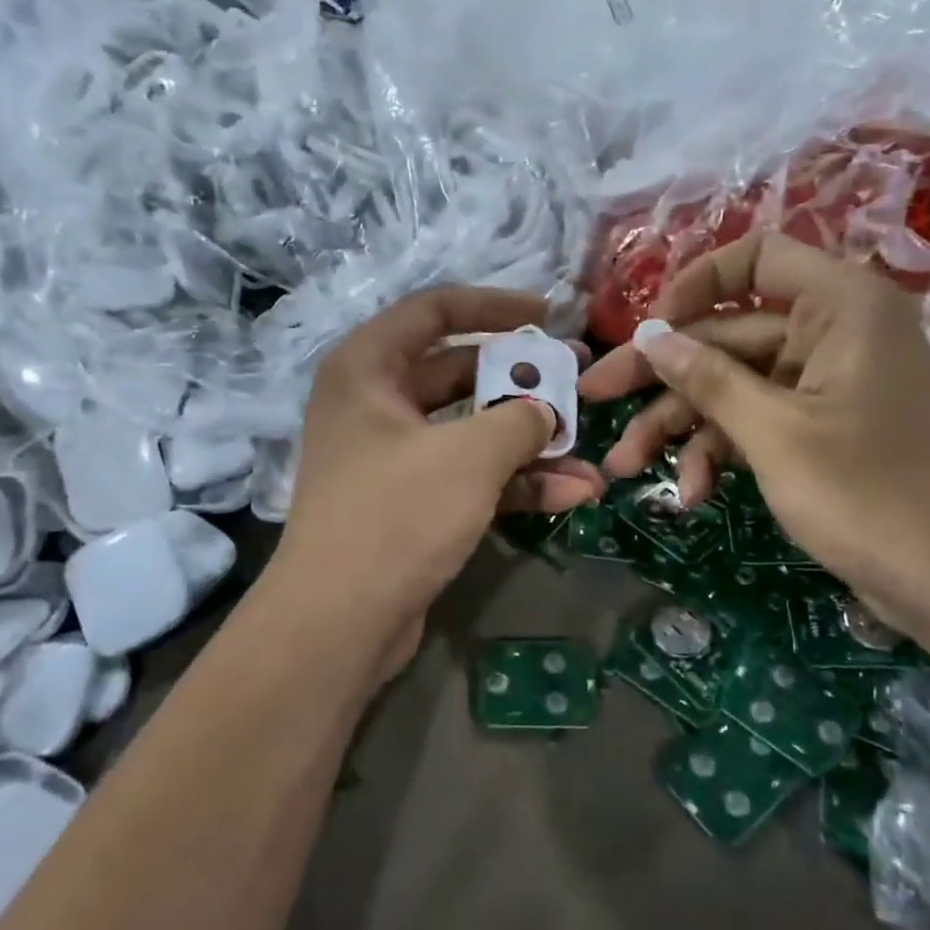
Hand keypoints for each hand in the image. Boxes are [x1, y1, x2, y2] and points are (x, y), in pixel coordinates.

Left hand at [270, 288, 606, 670]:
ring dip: (529, 443)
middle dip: (523, 381)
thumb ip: (520, 419)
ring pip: (470, 432)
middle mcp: (375, 405)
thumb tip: (546, 413)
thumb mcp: (470, 455)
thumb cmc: (397, 515)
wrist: (340, 622)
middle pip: (459, 372)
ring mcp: (392, 458)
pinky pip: (468, 477)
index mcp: (368, 369)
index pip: (435, 310)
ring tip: (589, 449)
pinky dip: (514, 483)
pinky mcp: (410, 505)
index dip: (495, 306)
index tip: (548, 316)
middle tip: (580, 381)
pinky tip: (571, 494)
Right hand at [580, 235, 929, 649]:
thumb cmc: (872, 496)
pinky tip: (693, 493)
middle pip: (729, 336)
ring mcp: (832, 388)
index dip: (693, 286)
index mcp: (840, 307)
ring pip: (737, 387)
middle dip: (662, 378)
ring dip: (681, 427)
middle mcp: (836, 334)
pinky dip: (723, 452)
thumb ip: (707, 379)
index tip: (648, 333)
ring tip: (626, 469)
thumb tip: (650, 336)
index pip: (754, 258)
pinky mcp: (828, 434)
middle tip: (595, 401)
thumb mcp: (774, 434)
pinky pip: (762, 423)